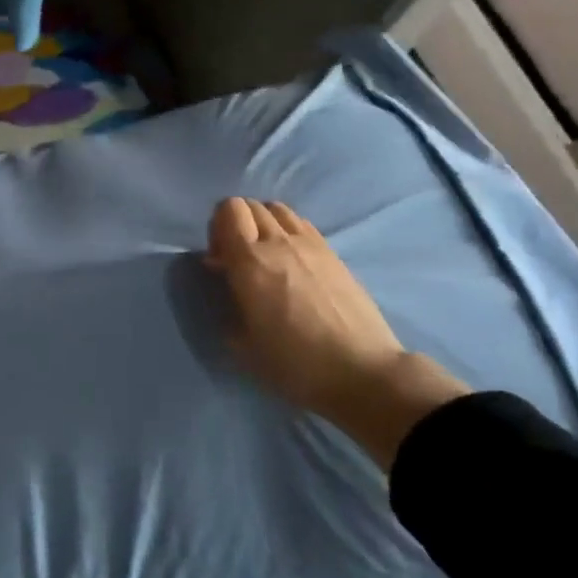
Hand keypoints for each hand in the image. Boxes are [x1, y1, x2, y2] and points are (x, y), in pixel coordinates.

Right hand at [205, 198, 468, 467]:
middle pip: (250, 205)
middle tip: (238, 258)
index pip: (227, 210)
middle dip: (236, 224)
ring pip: (278, 209)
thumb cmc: (295, 363)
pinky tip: (292, 261)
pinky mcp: (333, 253)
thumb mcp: (243, 344)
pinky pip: (301, 224)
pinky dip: (287, 230)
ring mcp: (310, 244)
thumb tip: (227, 277)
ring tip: (265, 256)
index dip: (216, 228)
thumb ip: (228, 301)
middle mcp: (278, 241)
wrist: (361, 371)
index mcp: (250, 261)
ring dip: (263, 223)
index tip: (218, 261)